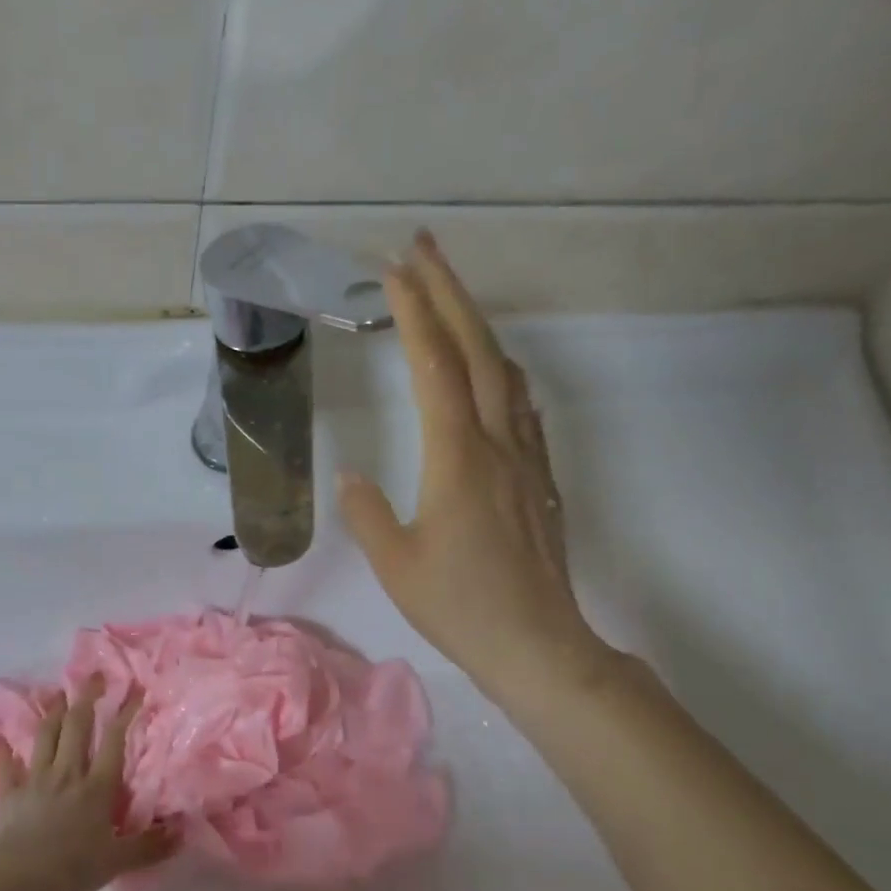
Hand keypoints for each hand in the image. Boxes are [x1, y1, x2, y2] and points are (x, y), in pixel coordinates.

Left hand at [0, 679, 179, 890]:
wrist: (20, 876)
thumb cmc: (74, 867)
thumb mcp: (119, 861)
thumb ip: (150, 845)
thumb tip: (182, 831)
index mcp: (97, 786)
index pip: (114, 741)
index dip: (125, 713)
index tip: (135, 690)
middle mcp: (68, 773)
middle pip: (78, 727)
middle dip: (87, 698)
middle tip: (93, 676)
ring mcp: (36, 779)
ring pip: (46, 737)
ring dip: (53, 713)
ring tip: (58, 694)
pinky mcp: (10, 792)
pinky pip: (5, 767)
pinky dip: (2, 752)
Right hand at [337, 228, 618, 713]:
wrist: (538, 644)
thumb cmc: (459, 606)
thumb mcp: (395, 563)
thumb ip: (368, 512)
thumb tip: (351, 474)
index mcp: (456, 457)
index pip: (434, 366)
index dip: (415, 312)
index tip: (393, 269)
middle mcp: (497, 442)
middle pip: (476, 348)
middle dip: (449, 290)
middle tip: (422, 246)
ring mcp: (525, 457)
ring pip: (504, 371)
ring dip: (476, 324)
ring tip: (450, 298)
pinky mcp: (538, 478)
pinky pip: (521, 405)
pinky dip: (499, 370)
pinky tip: (490, 373)